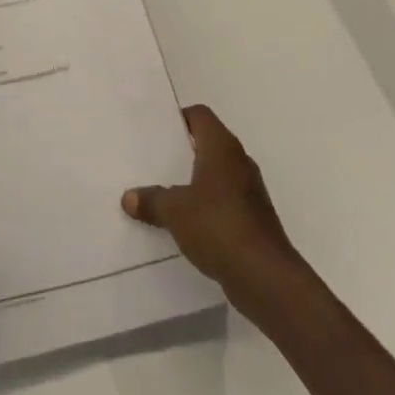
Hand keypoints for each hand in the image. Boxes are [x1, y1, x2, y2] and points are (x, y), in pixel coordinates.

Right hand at [123, 105, 298, 307]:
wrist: (266, 278)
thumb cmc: (219, 227)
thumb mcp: (174, 211)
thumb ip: (151, 200)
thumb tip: (129, 197)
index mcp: (222, 147)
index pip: (199, 115)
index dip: (178, 119)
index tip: (155, 132)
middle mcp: (239, 162)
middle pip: (207, 144)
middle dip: (181, 152)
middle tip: (152, 161)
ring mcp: (250, 191)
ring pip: (215, 175)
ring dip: (193, 182)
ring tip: (163, 193)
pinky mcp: (254, 219)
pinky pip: (223, 202)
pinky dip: (206, 207)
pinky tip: (185, 223)